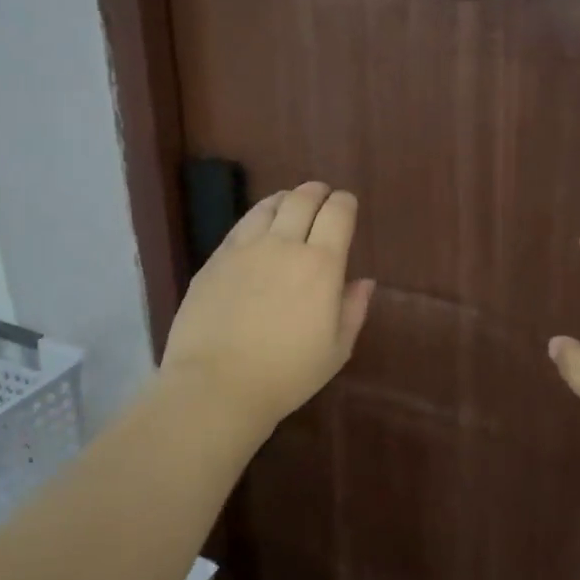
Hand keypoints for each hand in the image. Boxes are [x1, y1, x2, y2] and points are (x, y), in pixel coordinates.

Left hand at [159, 182, 374, 433]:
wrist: (215, 385)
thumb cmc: (286, 374)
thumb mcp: (336, 350)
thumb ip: (353, 309)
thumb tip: (364, 281)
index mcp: (321, 265)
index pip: (337, 213)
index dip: (345, 203)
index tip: (347, 206)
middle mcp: (284, 245)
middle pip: (303, 198)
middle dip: (318, 193)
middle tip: (322, 198)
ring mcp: (245, 248)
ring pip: (270, 205)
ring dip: (287, 199)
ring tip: (291, 206)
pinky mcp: (216, 258)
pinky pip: (242, 224)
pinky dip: (259, 216)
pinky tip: (260, 227)